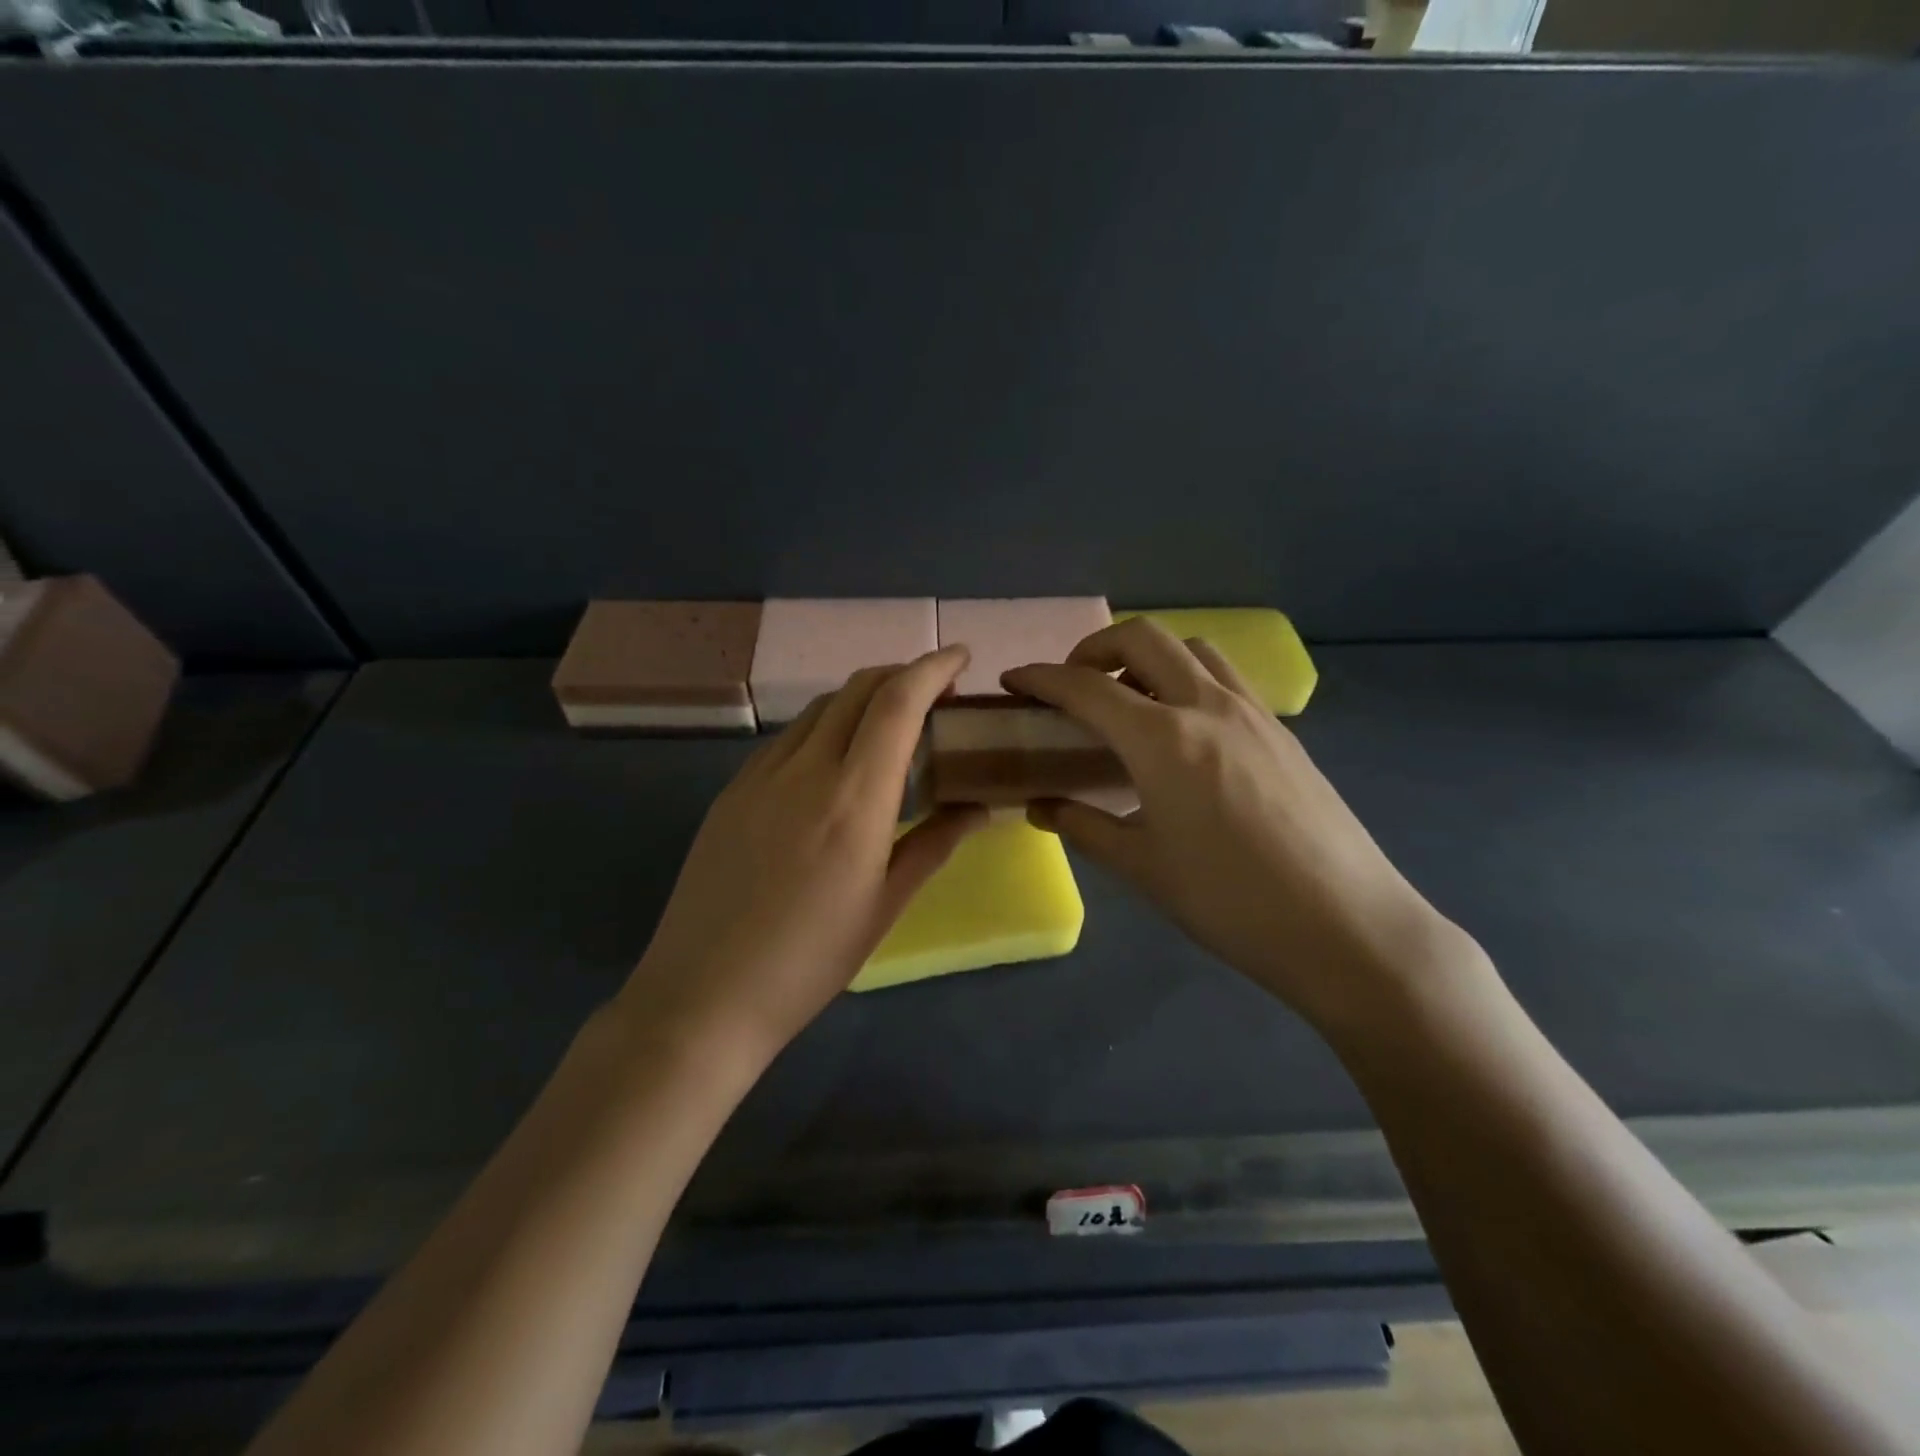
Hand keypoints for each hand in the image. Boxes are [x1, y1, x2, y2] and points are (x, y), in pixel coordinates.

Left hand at [619, 647, 986, 1065]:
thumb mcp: (885, 906)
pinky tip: (835, 762)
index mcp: (854, 799)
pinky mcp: (732, 791)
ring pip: (820, 708)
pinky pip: (789, 738)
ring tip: (891, 727)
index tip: (961, 658)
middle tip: (935, 693)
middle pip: (857, 689)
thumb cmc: (810, 961)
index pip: (897, 702)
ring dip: (863, 699)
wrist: (704, 995)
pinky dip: (826, 727)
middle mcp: (805, 769)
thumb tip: (978, 806)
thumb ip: (934, 844)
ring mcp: (760, 775)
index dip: (932, 667)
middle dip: (902, 674)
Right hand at [1004, 620, 1483, 1035]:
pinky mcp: (1282, 731)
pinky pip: (1225, 677)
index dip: (1041, 677)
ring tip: (1130, 700)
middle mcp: (1207, 706)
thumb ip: (1083, 827)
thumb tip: (1040, 806)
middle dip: (1094, 648)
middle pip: (1142, 638)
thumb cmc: (1231, 903)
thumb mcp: (1142, 868)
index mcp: (1162, 740)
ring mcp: (1253, 713)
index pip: (1086, 687)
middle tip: (1074, 685)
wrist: (1347, 927)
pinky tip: (1185, 729)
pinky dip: (1188, 678)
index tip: (1013, 681)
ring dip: (1148, 656)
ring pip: (1191, 649)